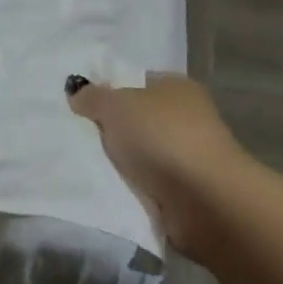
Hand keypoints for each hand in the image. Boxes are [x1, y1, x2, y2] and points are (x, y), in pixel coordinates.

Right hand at [66, 73, 252, 256]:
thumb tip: (77, 91)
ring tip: (89, 169)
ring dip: (122, 164)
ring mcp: (190, 156)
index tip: (81, 108)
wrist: (204, 201)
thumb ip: (93, 96)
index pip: (137, 82)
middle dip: (112, 131)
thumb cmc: (162, 137)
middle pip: (138, 120)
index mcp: (176, 86)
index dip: (109, 92)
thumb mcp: (117, 105)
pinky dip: (133, 189)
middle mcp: (187, 117)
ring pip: (142, 155)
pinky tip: (111, 192)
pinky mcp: (188, 192)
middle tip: (79, 140)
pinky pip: (149, 185)